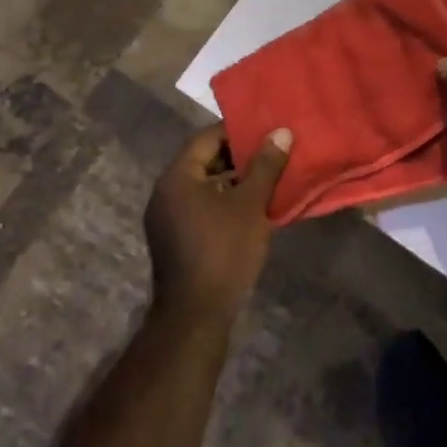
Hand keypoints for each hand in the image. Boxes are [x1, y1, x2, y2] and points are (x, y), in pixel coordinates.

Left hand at [144, 123, 292, 328]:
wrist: (196, 316)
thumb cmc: (223, 251)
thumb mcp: (250, 204)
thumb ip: (265, 165)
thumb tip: (281, 132)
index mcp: (177, 176)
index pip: (207, 137)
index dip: (237, 131)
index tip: (267, 130)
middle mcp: (165, 191)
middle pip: (203, 159)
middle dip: (237, 155)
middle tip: (271, 151)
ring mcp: (166, 217)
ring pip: (203, 184)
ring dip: (232, 179)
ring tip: (267, 176)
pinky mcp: (173, 238)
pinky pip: (199, 205)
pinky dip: (222, 199)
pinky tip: (250, 206)